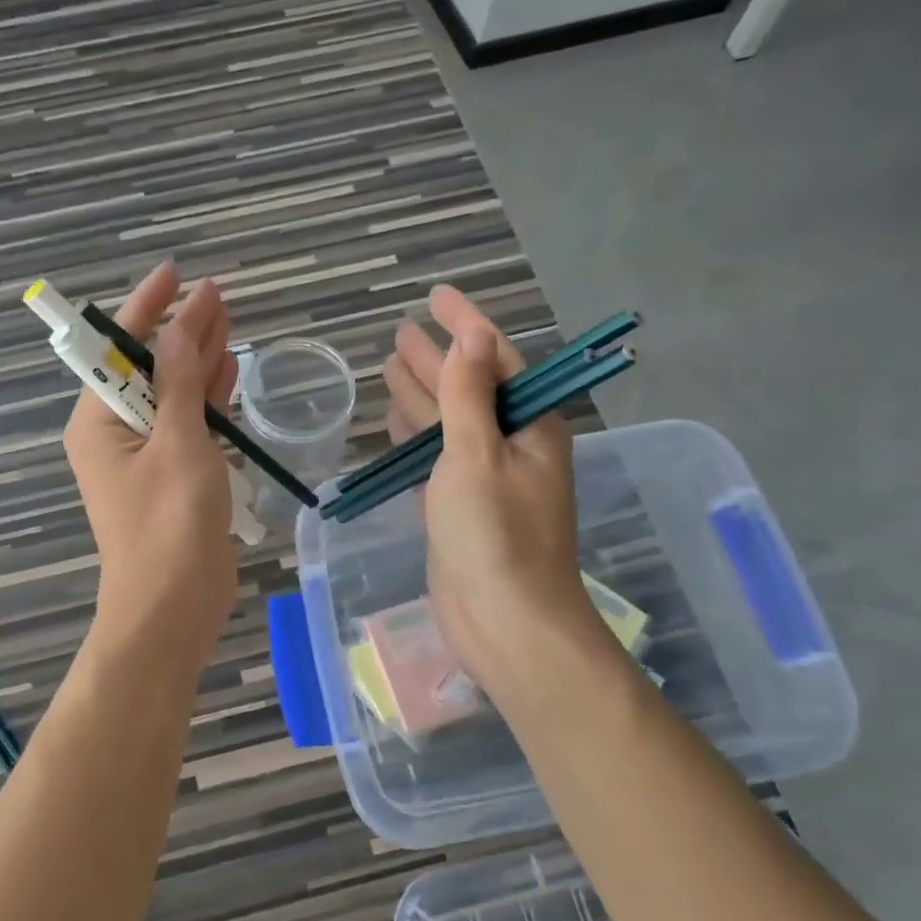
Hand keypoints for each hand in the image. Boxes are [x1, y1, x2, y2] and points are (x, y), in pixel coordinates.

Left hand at [64, 263, 240, 668]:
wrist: (173, 608)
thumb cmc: (168, 524)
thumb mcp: (176, 442)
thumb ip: (180, 380)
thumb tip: (182, 324)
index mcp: (98, 419)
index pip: (117, 348)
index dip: (147, 307)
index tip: (176, 273)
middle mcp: (115, 432)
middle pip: (149, 367)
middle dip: (181, 331)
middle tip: (218, 296)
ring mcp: (146, 456)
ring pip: (172, 394)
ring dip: (198, 360)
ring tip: (228, 322)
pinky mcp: (174, 476)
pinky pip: (189, 425)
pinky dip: (208, 398)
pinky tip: (228, 371)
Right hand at [382, 287, 611, 697]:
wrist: (505, 626)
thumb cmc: (495, 537)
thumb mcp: (477, 456)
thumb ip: (468, 396)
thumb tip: (470, 338)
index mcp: (530, 428)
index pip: (495, 359)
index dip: (465, 324)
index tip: (436, 295)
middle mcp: (511, 447)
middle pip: (469, 388)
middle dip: (438, 358)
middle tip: (402, 329)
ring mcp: (484, 479)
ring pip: (448, 423)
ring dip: (423, 393)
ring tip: (391, 363)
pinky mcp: (459, 508)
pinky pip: (436, 457)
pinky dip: (416, 436)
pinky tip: (395, 419)